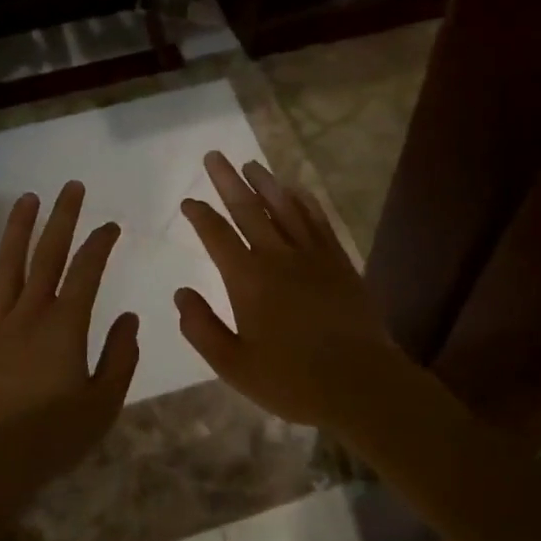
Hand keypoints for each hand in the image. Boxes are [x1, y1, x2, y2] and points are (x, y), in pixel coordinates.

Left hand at [0, 181, 139, 507]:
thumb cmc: (52, 437)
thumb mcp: (103, 404)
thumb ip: (120, 358)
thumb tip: (130, 319)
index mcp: (66, 326)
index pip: (88, 271)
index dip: (100, 244)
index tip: (111, 226)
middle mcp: (31, 312)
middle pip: (48, 255)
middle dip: (62, 218)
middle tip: (72, 187)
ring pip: (8, 263)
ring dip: (20, 227)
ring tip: (29, 198)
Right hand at [175, 152, 412, 431]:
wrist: (360, 384)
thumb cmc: (291, 380)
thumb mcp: (233, 365)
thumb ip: (202, 328)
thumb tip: (180, 294)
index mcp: (248, 280)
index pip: (217, 236)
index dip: (200, 215)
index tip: (188, 201)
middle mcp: (278, 257)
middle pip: (248, 210)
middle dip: (228, 182)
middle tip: (214, 156)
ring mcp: (313, 256)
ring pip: (285, 208)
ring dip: (266, 183)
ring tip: (251, 164)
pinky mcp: (339, 262)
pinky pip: (319, 221)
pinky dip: (305, 202)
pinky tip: (297, 191)